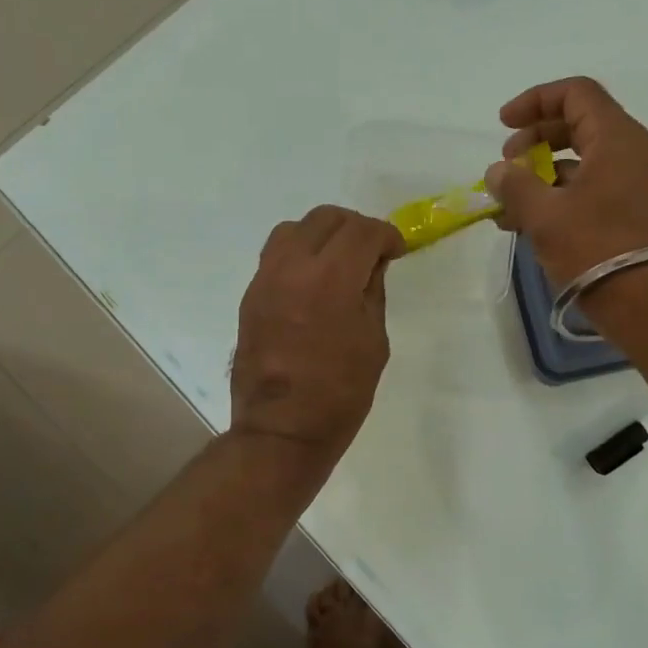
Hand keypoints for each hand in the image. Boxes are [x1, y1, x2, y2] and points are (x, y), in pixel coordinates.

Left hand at [231, 205, 403, 466]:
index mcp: (331, 280)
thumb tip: (371, 265)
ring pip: (293, 230)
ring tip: (338, 262)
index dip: (386, 235)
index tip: (396, 251)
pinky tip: (313, 283)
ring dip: (322, 236)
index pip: (362, 231)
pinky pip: (275, 256)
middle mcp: (292, 268)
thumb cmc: (340, 394)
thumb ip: (371, 293)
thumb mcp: (373, 342)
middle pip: (325, 218)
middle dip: (355, 228)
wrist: (282, 430)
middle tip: (371, 253)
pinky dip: (299, 256)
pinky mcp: (250, 296)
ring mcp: (264, 280)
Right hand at [482, 77, 647, 287]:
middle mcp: (630, 152)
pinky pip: (589, 189)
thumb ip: (515, 186)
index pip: (575, 93)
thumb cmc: (595, 247)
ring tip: (508, 204)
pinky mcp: (631, 212)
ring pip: (581, 161)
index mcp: (615, 137)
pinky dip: (558, 196)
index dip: (535, 101)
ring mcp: (633, 183)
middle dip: (535, 139)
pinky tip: (527, 223)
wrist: (647, 302)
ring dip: (541, 174)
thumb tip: (497, 172)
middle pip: (578, 124)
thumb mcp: (544, 215)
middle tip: (507, 165)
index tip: (503, 124)